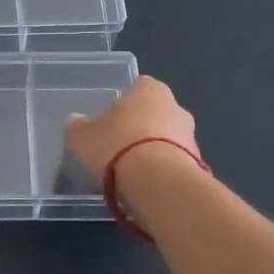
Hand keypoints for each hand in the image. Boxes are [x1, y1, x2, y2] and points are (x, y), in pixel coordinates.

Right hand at [64, 76, 198, 189]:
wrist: (159, 184)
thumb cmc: (117, 146)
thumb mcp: (82, 136)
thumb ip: (78, 126)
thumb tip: (74, 121)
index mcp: (149, 89)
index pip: (138, 86)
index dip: (124, 102)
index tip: (110, 120)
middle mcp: (176, 107)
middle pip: (155, 113)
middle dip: (141, 127)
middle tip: (119, 146)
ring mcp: (191, 137)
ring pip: (168, 139)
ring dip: (154, 151)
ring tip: (131, 173)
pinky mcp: (199, 167)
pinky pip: (175, 164)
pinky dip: (163, 173)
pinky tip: (146, 187)